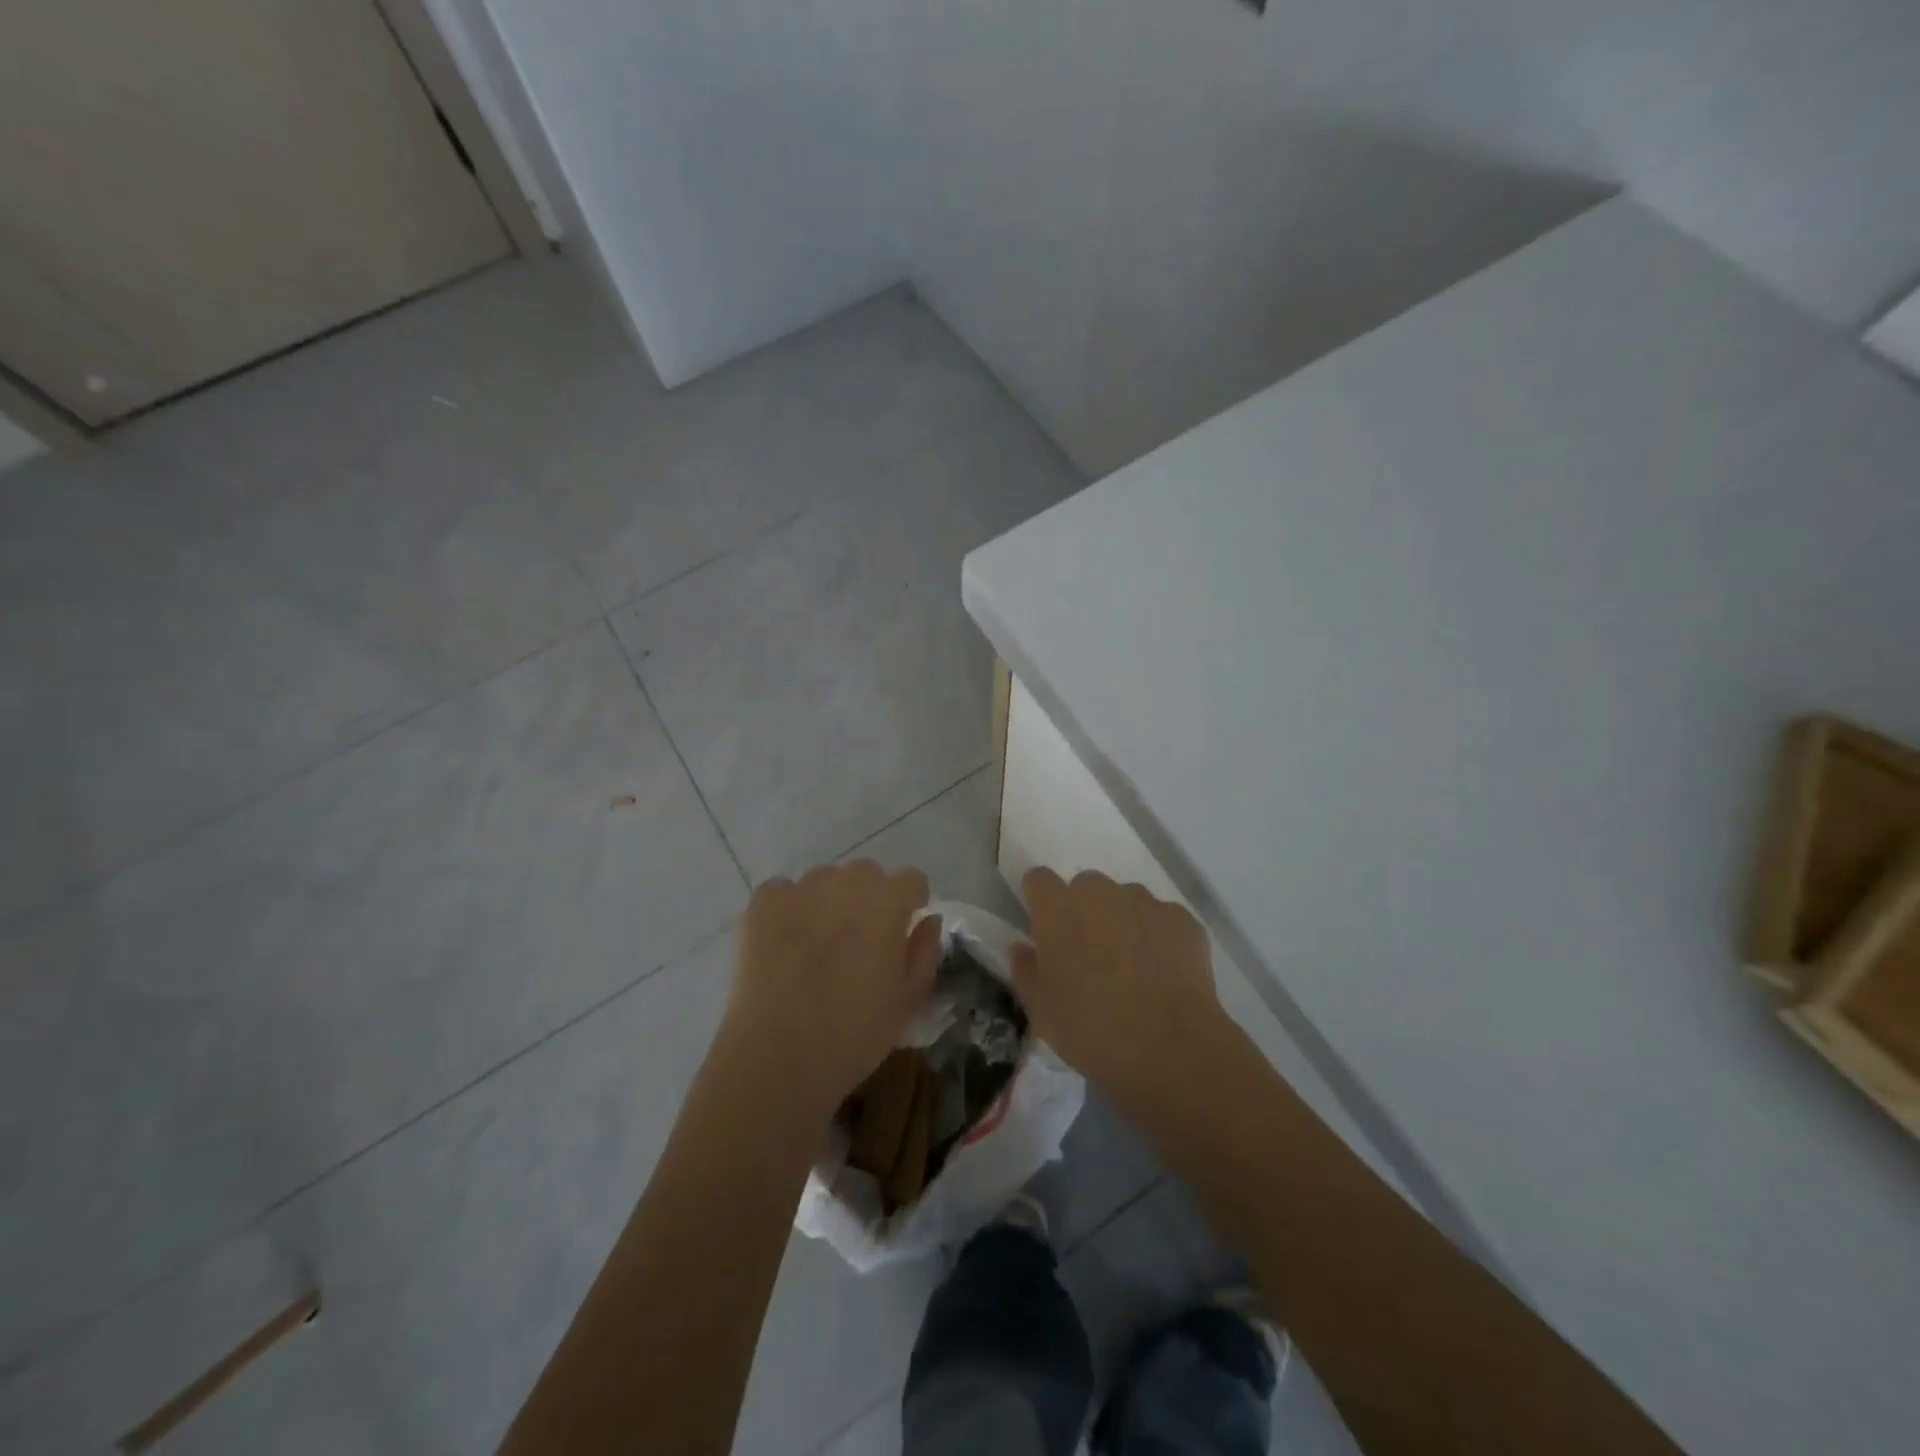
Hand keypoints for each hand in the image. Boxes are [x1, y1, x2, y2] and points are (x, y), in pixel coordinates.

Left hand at [722, 861, 943, 1116]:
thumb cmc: (854, 1035)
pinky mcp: (761, 903)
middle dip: (869, 898)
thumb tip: (927, 920)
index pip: (911, 880)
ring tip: (817, 945)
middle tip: (859, 940)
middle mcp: (846, 883)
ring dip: (828, 901)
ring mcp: (800, 889)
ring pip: (824, 880)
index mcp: (888, 902)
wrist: (777, 1057)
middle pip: (866, 874)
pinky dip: (788, 910)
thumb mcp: (908, 1001)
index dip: (910, 903)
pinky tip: (783, 945)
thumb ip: (925, 952)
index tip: (902, 930)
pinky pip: (783, 893)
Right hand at [1011, 869, 1231, 1105]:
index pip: (1039, 880)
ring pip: (1126, 900)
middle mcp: (1100, 893)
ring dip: (1123, 921)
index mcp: (1058, 909)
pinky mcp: (1181, 919)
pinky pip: (1162, 918)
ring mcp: (1145, 902)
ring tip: (1133, 967)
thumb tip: (1023, 948)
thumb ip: (1026, 971)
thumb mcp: (1042, 1011)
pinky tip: (1164, 974)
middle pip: (1085, 887)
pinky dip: (1159, 937)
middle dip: (1084, 911)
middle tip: (1091, 955)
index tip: (1046, 929)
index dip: (1041, 901)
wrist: (1170, 1049)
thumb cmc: (1091, 1031)